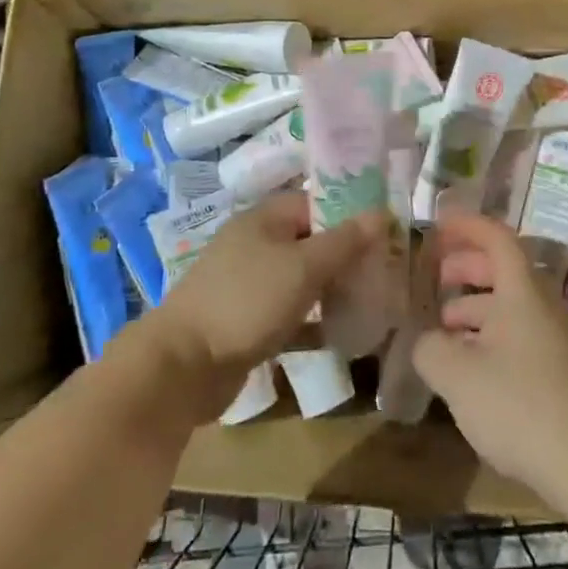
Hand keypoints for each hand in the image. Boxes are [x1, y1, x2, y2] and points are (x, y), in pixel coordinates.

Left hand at [137, 193, 384, 423]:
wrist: (182, 366)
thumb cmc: (247, 301)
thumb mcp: (303, 267)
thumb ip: (344, 241)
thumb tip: (382, 212)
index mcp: (264, 218)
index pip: (316, 202)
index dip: (350, 213)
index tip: (385, 233)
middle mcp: (255, 244)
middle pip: (310, 241)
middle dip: (345, 256)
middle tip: (382, 271)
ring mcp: (247, 284)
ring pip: (300, 279)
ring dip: (331, 289)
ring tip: (370, 302)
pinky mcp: (244, 321)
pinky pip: (287, 314)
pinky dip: (312, 322)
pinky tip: (342, 337)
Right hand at [411, 213, 567, 502]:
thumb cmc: (517, 404)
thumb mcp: (457, 374)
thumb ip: (430, 348)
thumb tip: (425, 341)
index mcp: (521, 291)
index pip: (496, 237)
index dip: (466, 226)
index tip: (438, 226)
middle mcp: (540, 305)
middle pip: (502, 269)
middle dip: (466, 266)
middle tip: (435, 277)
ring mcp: (551, 338)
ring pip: (508, 305)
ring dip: (474, 305)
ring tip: (443, 326)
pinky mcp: (555, 371)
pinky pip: (516, 334)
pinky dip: (487, 334)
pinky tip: (466, 365)